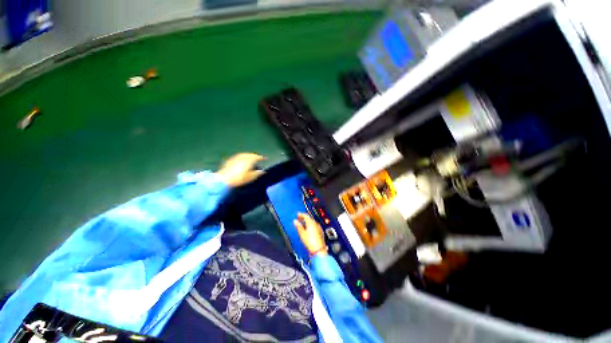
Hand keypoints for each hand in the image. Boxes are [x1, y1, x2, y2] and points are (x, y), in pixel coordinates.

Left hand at [216, 153, 265, 186]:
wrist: (224, 179)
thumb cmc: (239, 178)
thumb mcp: (250, 177)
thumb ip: (257, 173)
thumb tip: (263, 171)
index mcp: (249, 160)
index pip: (257, 157)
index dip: (261, 157)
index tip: (265, 158)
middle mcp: (243, 157)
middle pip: (250, 154)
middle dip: (254, 156)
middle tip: (258, 158)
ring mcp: (236, 157)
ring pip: (244, 154)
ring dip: (248, 155)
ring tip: (250, 158)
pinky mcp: (230, 160)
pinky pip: (238, 156)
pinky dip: (242, 157)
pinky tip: (241, 160)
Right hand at [293, 213, 326, 255]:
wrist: (319, 249)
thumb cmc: (311, 242)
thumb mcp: (302, 233)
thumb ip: (298, 226)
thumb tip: (295, 221)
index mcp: (311, 222)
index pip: (305, 215)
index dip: (301, 214)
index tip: (297, 214)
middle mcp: (316, 224)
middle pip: (309, 218)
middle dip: (304, 218)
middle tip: (299, 218)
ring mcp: (318, 228)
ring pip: (312, 222)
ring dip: (307, 222)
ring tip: (302, 224)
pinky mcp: (320, 232)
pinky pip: (314, 226)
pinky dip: (310, 226)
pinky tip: (308, 229)